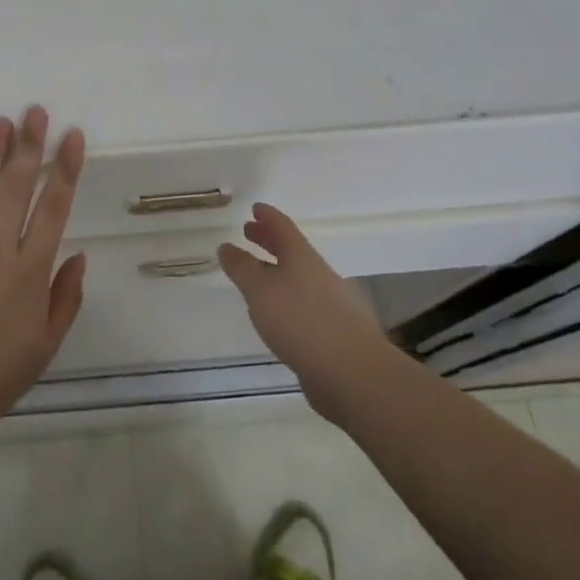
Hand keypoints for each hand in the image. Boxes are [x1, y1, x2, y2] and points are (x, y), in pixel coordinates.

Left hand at [0, 107, 87, 435]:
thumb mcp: (48, 342)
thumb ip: (66, 296)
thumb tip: (78, 253)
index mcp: (31, 271)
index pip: (54, 207)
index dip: (65, 168)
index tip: (72, 136)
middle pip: (17, 187)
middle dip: (29, 146)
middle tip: (35, 111)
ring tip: (1, 121)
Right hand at [218, 204, 396, 426]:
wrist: (352, 372)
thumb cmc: (301, 320)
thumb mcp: (260, 290)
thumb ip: (241, 267)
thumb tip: (227, 246)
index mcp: (301, 257)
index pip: (282, 226)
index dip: (267, 216)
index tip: (254, 208)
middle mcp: (317, 274)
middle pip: (291, 250)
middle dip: (269, 240)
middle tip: (249, 232)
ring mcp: (329, 303)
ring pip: (298, 278)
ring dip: (276, 270)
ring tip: (257, 275)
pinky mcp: (333, 332)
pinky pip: (304, 304)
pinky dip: (286, 299)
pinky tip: (277, 314)